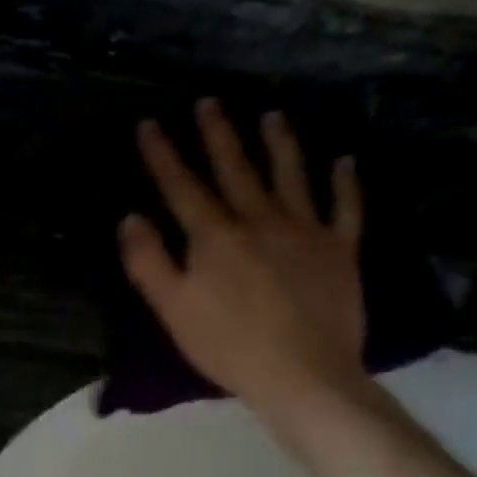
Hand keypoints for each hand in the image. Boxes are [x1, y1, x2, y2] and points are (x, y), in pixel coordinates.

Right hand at [119, 99, 366, 414]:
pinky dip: (345, 183)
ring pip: (291, 175)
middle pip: (236, 169)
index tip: (150, 124)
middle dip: (218, 135)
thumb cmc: (229, 346)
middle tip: (210, 101)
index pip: (183, 187)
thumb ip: (148, 261)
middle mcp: (260, 220)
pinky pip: (345, 208)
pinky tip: (344, 162)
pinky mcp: (340, 250)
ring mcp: (305, 231)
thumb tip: (131, 218)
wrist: (303, 374)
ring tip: (272, 116)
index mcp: (216, 236)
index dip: (163, 155)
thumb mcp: (173, 309)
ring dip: (279, 143)